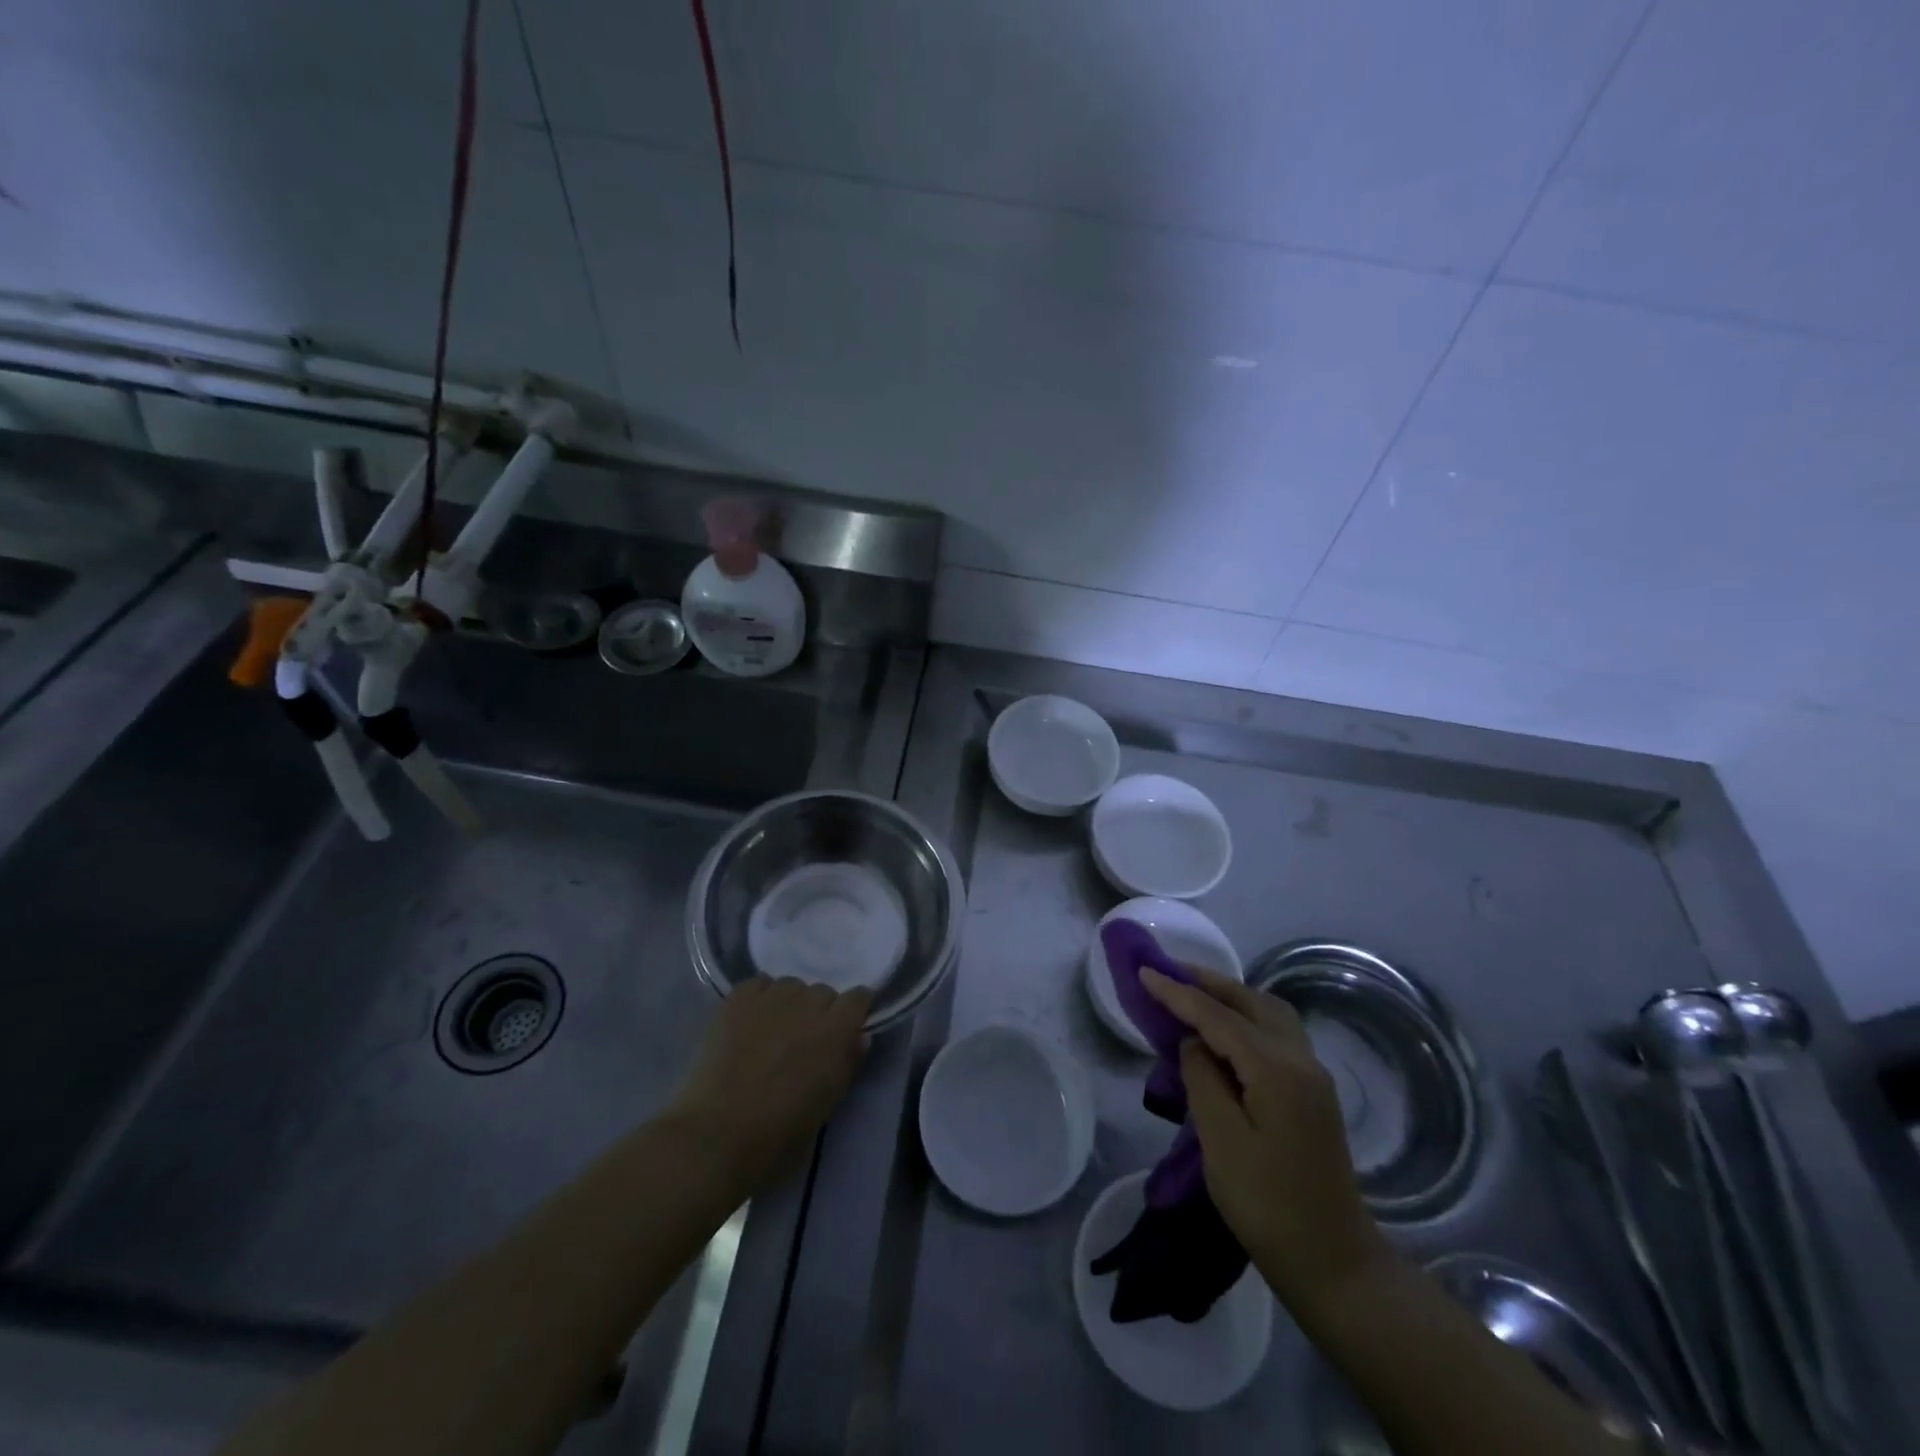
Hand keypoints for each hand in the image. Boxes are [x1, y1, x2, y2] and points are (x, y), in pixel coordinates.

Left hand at [671, 977, 870, 1189]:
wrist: (717, 1135)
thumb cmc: (781, 1132)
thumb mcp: (828, 1104)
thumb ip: (847, 1064)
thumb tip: (858, 1038)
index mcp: (836, 1030)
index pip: (858, 998)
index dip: (854, 1011)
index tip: (847, 1028)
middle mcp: (808, 1003)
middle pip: (823, 992)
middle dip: (820, 1012)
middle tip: (805, 1039)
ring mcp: (771, 997)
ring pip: (791, 985)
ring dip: (790, 1003)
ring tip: (774, 1029)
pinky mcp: (737, 999)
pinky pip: (758, 984)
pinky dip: (760, 997)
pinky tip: (751, 1021)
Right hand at [1140, 966, 1388, 1313]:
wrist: (1335, 1264)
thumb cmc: (1268, 1205)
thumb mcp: (1221, 1141)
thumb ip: (1203, 1078)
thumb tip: (1195, 1043)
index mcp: (1277, 1069)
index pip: (1218, 1016)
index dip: (1178, 993)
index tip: (1143, 970)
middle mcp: (1301, 1060)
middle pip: (1251, 1001)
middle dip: (1207, 983)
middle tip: (1167, 973)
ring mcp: (1312, 1075)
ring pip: (1268, 1013)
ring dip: (1229, 997)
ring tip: (1191, 995)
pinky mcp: (1313, 1093)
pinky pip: (1275, 1034)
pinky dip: (1245, 1018)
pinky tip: (1224, 1031)